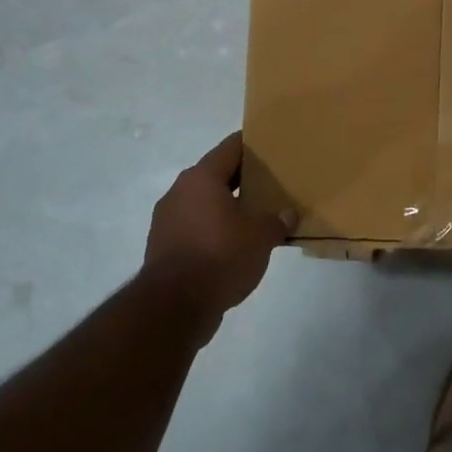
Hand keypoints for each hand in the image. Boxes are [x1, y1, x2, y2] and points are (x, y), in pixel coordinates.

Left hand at [140, 133, 292, 339]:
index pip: (231, 147)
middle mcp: (180, 191)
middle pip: (216, 174)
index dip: (253, 145)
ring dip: (227, 206)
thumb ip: (276, 221)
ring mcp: (167, 219)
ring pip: (204, 202)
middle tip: (271, 184)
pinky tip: (234, 244)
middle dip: (243, 179)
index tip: (273, 147)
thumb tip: (288, 213)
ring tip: (255, 216)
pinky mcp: (163, 245)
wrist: (174, 306)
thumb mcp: (261, 237)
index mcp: (202, 177)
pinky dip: (213, 229)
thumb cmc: (221, 256)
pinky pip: (195, 226)